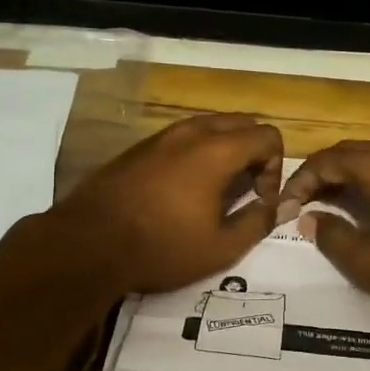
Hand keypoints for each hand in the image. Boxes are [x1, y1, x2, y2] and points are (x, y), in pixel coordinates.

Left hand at [51, 114, 283, 292]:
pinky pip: (181, 137)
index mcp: (218, 150)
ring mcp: (162, 136)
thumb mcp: (220, 247)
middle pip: (241, 122)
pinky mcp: (139, 147)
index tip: (259, 199)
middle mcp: (192, 132)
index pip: (267, 136)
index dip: (275, 167)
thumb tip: (281, 206)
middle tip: (245, 189)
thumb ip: (258, 222)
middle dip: (254, 152)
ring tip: (216, 190)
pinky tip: (182, 190)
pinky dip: (196, 153)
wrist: (88, 244)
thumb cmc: (162, 247)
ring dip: (224, 150)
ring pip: (209, 126)